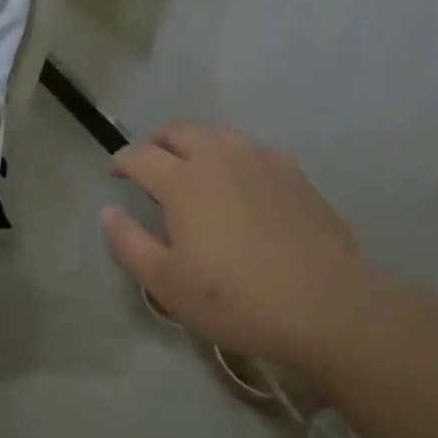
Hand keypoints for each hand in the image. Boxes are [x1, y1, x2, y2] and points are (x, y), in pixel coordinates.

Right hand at [103, 121, 376, 368]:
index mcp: (182, 180)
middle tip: (151, 167)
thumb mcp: (168, 285)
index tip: (117, 175)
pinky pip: (251, 148)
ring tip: (192, 169)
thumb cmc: (237, 300)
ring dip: (194, 143)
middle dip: (156, 142)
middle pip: (177, 130)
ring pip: (215, 132)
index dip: (122, 161)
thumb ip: (129, 243)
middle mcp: (218, 157)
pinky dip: (232, 155)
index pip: (140, 155)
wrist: (327, 306)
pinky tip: (239, 180)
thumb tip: (110, 211)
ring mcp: (259, 159)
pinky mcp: (291, 171)